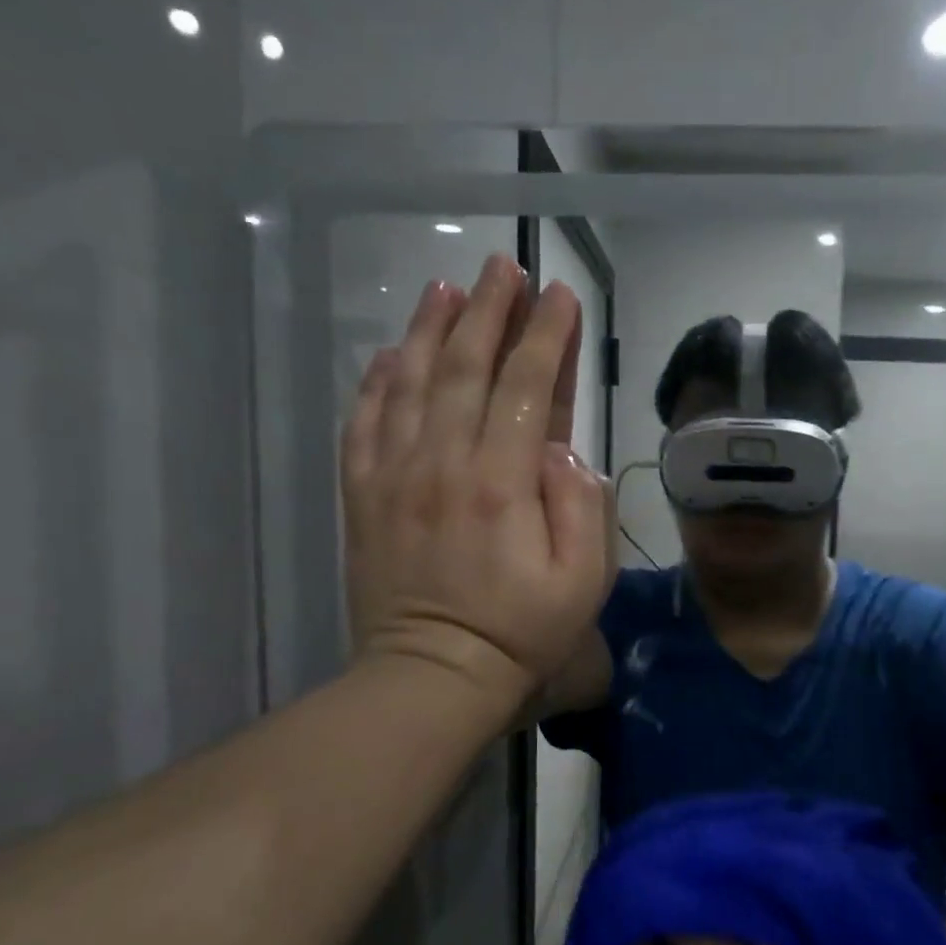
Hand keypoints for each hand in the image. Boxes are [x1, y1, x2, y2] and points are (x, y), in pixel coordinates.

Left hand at [341, 254, 612, 704]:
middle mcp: (443, 462)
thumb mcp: (582, 581)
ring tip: (446, 288)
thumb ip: (583, 506)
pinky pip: (363, 422)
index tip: (560, 295)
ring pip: (409, 381)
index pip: (528, 385)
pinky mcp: (362, 495)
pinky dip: (374, 381)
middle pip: (465, 366)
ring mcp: (394, 475)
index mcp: (502, 481)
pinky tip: (387, 353)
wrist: (432, 676)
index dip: (547, 335)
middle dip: (488, 310)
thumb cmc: (520, 633)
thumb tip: (563, 449)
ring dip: (429, 328)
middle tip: (502, 268)